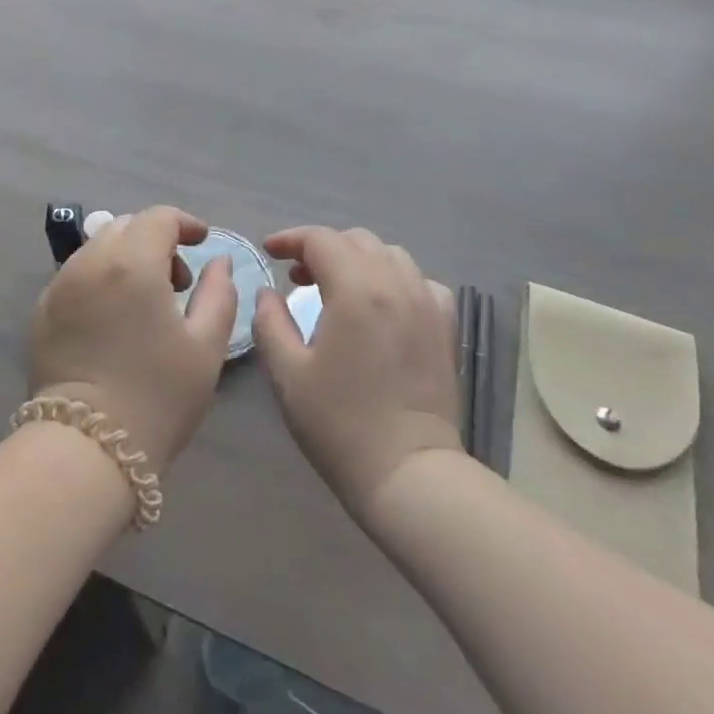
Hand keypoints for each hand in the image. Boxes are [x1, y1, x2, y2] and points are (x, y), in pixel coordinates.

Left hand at [29, 205, 237, 472]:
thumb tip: (218, 261)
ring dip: (126, 258)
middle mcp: (90, 262)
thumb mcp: (206, 347)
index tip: (201, 243)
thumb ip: (219, 293)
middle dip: (155, 240)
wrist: (87, 448)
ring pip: (97, 248)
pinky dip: (100, 279)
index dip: (185, 223)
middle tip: (176, 281)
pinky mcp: (41, 310)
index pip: (158, 217)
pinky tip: (112, 319)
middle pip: (125, 226)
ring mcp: (59, 285)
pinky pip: (76, 275)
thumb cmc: (158, 396)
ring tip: (144, 302)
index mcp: (132, 263)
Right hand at [252, 226, 462, 514]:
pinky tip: (383, 305)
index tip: (269, 252)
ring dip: (358, 259)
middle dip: (322, 248)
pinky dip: (395, 279)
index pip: (320, 239)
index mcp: (356, 290)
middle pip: (356, 240)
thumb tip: (268, 293)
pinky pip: (420, 281)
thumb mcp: (287, 373)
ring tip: (338, 287)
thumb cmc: (340, 424)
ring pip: (390, 254)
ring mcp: (426, 303)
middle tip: (297, 275)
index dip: (290, 239)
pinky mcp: (445, 327)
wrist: (409, 474)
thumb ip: (270, 322)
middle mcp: (395, 284)